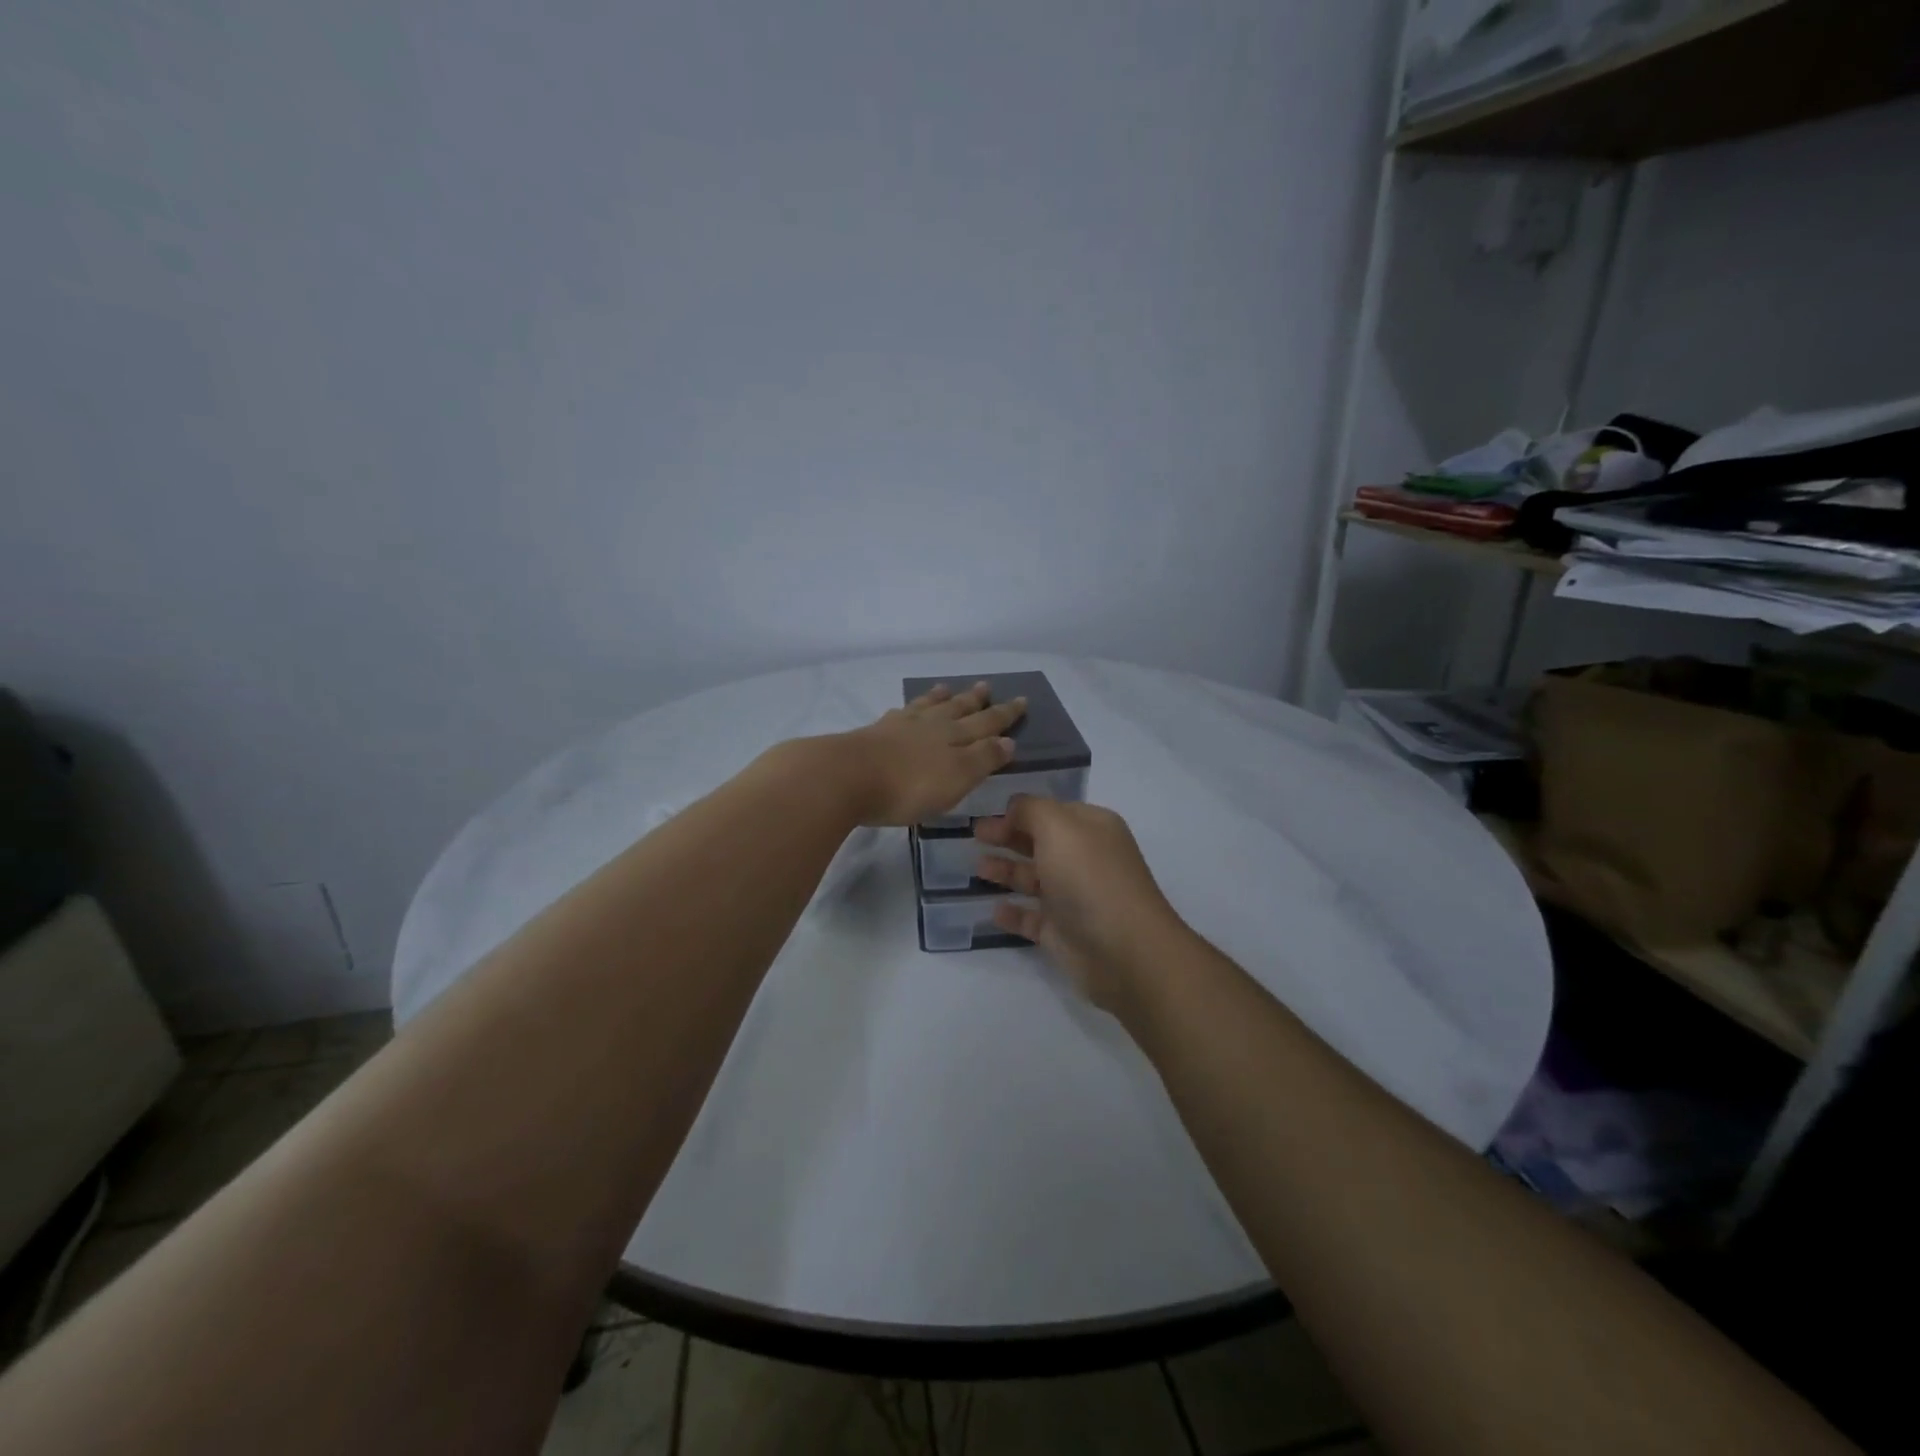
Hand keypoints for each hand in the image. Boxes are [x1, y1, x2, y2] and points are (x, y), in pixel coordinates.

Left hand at [833, 681, 1026, 826]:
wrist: (847, 777)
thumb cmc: (909, 785)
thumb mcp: (957, 777)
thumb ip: (983, 758)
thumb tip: (1008, 740)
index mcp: (954, 738)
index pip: (987, 724)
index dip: (1005, 715)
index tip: (1021, 701)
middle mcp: (930, 726)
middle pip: (958, 710)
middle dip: (975, 701)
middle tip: (986, 686)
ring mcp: (900, 727)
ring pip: (927, 707)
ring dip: (941, 698)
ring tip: (948, 688)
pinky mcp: (874, 734)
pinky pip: (900, 714)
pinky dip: (910, 709)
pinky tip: (906, 709)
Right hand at [973, 796, 1188, 1010]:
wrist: (1124, 950)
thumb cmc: (1089, 878)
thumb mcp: (1058, 827)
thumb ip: (1031, 810)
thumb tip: (1014, 808)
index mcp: (1091, 828)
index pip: (1052, 811)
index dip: (1020, 810)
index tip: (987, 813)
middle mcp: (1085, 859)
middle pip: (1041, 843)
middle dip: (1009, 837)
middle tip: (975, 836)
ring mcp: (1074, 898)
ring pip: (1035, 879)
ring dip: (1007, 871)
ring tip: (979, 868)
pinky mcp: (1064, 933)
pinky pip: (1032, 918)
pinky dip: (1014, 913)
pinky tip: (994, 910)